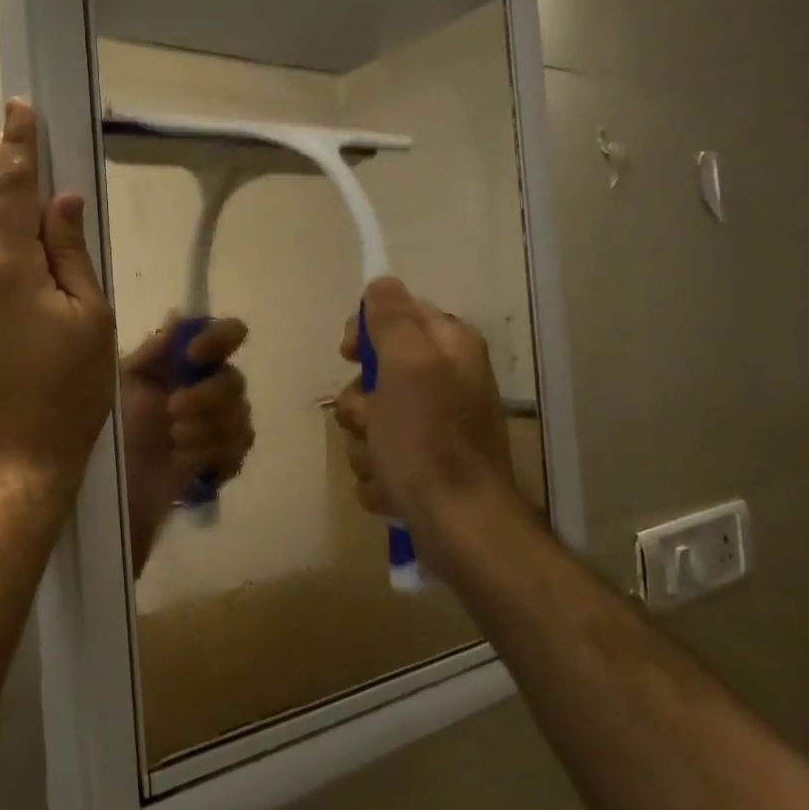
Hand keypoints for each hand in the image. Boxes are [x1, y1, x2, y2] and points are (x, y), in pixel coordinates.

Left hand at [0, 99, 116, 490]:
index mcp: (9, 270)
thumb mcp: (90, 319)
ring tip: (16, 204)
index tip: (19, 107)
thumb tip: (64, 203)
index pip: (11, 190)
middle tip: (9, 147)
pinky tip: (15, 270)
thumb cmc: (68, 391)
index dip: (17, 145)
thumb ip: (73, 255)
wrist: (14, 461)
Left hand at [120, 316, 255, 537]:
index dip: (220, 339)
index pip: (227, 336)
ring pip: (241, 417)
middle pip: (235, 381)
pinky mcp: (220, 463)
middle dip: (207, 396)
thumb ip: (153, 353)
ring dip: (205, 429)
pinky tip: (183, 461)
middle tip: (173, 410)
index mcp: (185, 366)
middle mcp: (208, 391)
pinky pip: (237, 450)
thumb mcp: (122, 384)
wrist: (106, 489)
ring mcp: (218, 428)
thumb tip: (179, 317)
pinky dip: (210, 454)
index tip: (194, 355)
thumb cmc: (109, 429)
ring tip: (173, 440)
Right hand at [332, 277, 526, 544]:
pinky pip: (378, 458)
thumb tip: (381, 282)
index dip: (367, 331)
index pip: (398, 313)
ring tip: (383, 463)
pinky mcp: (423, 468)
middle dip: (360, 402)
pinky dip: (378, 475)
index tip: (349, 354)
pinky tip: (392, 488)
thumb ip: (392, 319)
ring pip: (371, 420)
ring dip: (364, 443)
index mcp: (450, 349)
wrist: (459, 527)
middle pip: (376, 373)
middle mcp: (446, 383)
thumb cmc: (429, 440)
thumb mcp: (407, 366)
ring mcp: (435, 429)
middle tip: (370, 420)